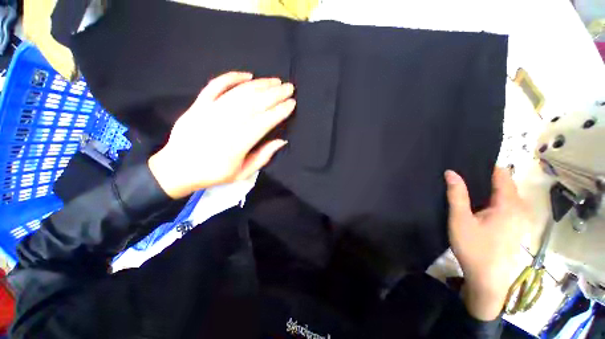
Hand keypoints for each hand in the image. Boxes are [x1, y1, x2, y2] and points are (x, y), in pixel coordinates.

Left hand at [148, 71, 295, 198]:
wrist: (178, 168)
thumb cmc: (214, 173)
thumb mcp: (243, 173)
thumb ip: (263, 157)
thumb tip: (282, 141)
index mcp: (238, 143)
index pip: (265, 121)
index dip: (280, 111)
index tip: (292, 103)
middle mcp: (226, 123)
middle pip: (255, 103)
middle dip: (275, 94)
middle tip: (289, 87)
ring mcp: (211, 111)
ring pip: (240, 92)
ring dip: (260, 84)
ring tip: (275, 81)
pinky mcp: (199, 104)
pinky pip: (216, 85)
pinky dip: (232, 77)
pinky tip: (247, 75)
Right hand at [445, 168, 528, 320]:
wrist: (488, 279)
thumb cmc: (474, 247)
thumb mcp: (460, 219)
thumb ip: (457, 194)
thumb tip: (451, 172)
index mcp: (509, 204)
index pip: (502, 174)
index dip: (486, 166)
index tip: (467, 163)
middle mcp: (519, 208)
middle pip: (505, 183)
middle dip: (486, 177)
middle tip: (462, 176)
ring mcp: (520, 218)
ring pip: (505, 194)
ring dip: (488, 188)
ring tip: (467, 187)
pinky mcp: (516, 226)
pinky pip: (506, 204)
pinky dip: (493, 198)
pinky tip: (478, 204)